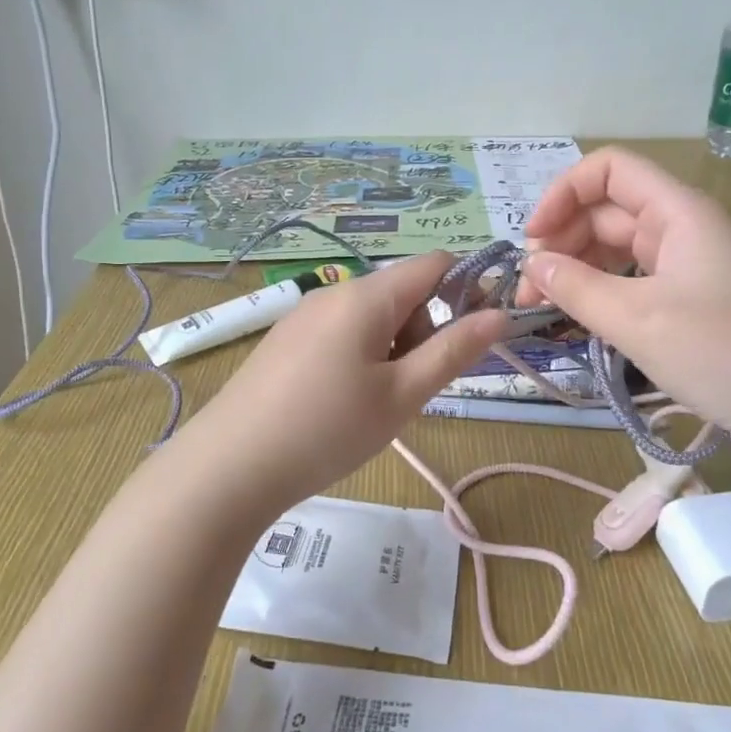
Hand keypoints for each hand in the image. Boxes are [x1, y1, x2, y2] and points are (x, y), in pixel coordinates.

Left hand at [181, 252, 506, 505]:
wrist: (229, 467)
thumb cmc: (328, 430)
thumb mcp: (403, 395)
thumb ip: (453, 351)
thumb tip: (500, 315)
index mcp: (366, 296)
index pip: (434, 264)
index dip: (466, 290)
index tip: (473, 339)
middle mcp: (334, 293)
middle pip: (403, 292)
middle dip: (425, 330)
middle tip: (415, 388)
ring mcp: (304, 316)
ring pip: (372, 317)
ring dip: (394, 348)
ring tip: (377, 404)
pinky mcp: (285, 341)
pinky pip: (341, 333)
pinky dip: (362, 356)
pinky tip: (342, 404)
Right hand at [518, 148, 730, 464]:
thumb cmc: (723, 353)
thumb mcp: (637, 320)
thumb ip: (576, 287)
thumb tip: (532, 265)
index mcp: (678, 211)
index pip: (608, 170)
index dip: (562, 194)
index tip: (531, 242)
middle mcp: (685, 226)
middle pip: (608, 211)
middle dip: (562, 241)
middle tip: (530, 292)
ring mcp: (692, 262)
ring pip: (619, 247)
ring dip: (579, 268)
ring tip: (548, 307)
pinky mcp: (695, 297)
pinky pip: (637, 278)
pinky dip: (604, 290)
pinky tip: (585, 316)